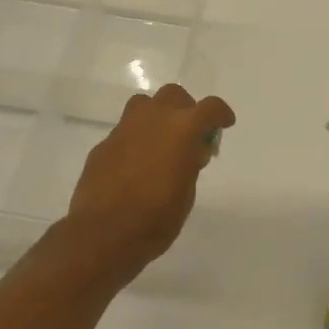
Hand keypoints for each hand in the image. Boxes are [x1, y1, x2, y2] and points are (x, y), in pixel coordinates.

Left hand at [65, 84, 235, 281]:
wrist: (103, 233)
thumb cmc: (156, 218)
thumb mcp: (186, 193)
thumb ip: (190, 164)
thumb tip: (189, 152)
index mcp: (182, 129)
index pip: (210, 108)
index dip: (220, 114)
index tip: (224, 123)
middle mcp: (153, 119)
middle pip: (174, 95)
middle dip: (186, 109)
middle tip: (189, 134)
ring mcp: (124, 128)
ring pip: (144, 104)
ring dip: (157, 116)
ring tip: (161, 142)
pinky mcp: (104, 144)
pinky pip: (125, 131)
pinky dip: (136, 139)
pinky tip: (135, 164)